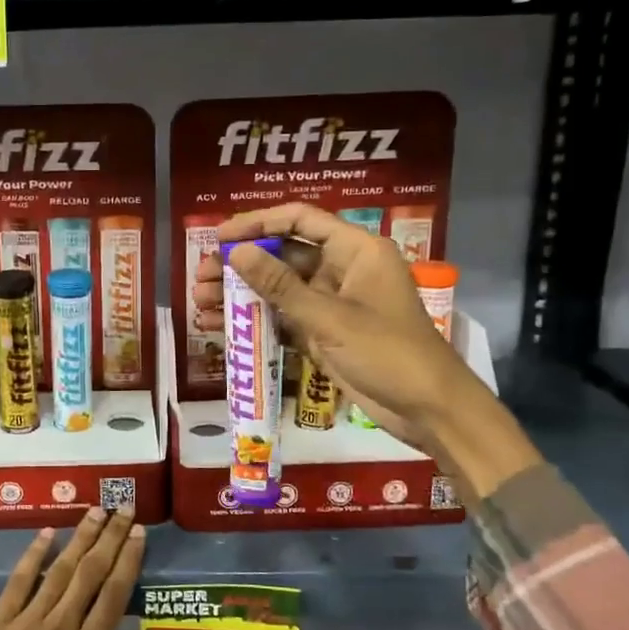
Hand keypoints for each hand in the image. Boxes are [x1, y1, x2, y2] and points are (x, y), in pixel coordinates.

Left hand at [0, 507, 154, 629]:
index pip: (115, 594)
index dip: (128, 559)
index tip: (138, 532)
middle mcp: (60, 627)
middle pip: (91, 572)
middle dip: (109, 538)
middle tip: (123, 508)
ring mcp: (27, 621)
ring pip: (60, 569)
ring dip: (80, 537)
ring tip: (95, 510)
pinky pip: (19, 581)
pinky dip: (34, 554)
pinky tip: (47, 533)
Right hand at [193, 204, 540, 501]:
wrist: (428, 409)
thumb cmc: (387, 352)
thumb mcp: (329, 318)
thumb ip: (280, 285)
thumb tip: (237, 254)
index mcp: (356, 250)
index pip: (300, 219)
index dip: (258, 223)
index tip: (219, 237)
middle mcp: (342, 269)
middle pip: (283, 254)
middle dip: (240, 265)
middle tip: (200, 277)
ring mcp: (332, 302)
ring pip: (278, 288)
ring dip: (241, 294)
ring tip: (200, 303)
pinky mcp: (324, 332)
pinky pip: (283, 317)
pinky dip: (255, 321)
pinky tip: (221, 326)